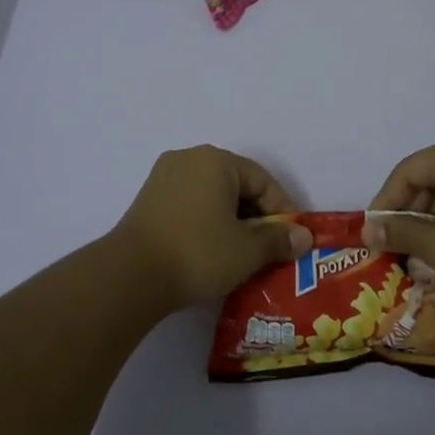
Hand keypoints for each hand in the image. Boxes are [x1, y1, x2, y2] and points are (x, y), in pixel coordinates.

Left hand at [113, 147, 312, 307]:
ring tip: (244, 255)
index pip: (263, 181)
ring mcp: (164, 178)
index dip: (283, 212)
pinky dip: (207, 224)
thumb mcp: (247, 250)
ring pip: (213, 196)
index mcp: (216, 160)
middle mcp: (189, 159)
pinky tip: (213, 252)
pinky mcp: (148, 201)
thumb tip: (304, 237)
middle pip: (237, 186)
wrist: (130, 275)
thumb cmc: (197, 253)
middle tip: (271, 249)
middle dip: (257, 218)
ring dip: (232, 223)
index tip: (293, 240)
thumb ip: (279, 240)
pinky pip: (191, 206)